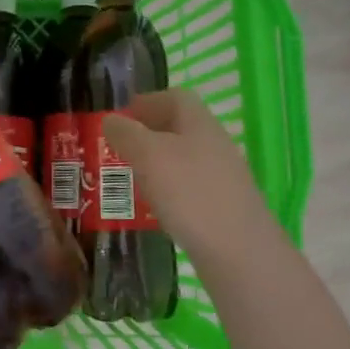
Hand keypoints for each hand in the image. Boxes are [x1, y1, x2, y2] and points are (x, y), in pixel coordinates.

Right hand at [102, 89, 280, 262]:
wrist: (238, 251)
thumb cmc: (190, 193)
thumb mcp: (148, 156)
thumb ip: (126, 134)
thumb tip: (110, 120)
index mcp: (200, 123)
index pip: (175, 97)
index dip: (147, 101)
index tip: (120, 116)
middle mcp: (215, 144)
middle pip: (180, 127)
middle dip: (147, 133)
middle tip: (118, 148)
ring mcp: (222, 176)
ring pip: (183, 158)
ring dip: (156, 162)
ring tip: (130, 177)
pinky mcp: (223, 206)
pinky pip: (190, 186)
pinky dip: (168, 188)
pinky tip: (154, 206)